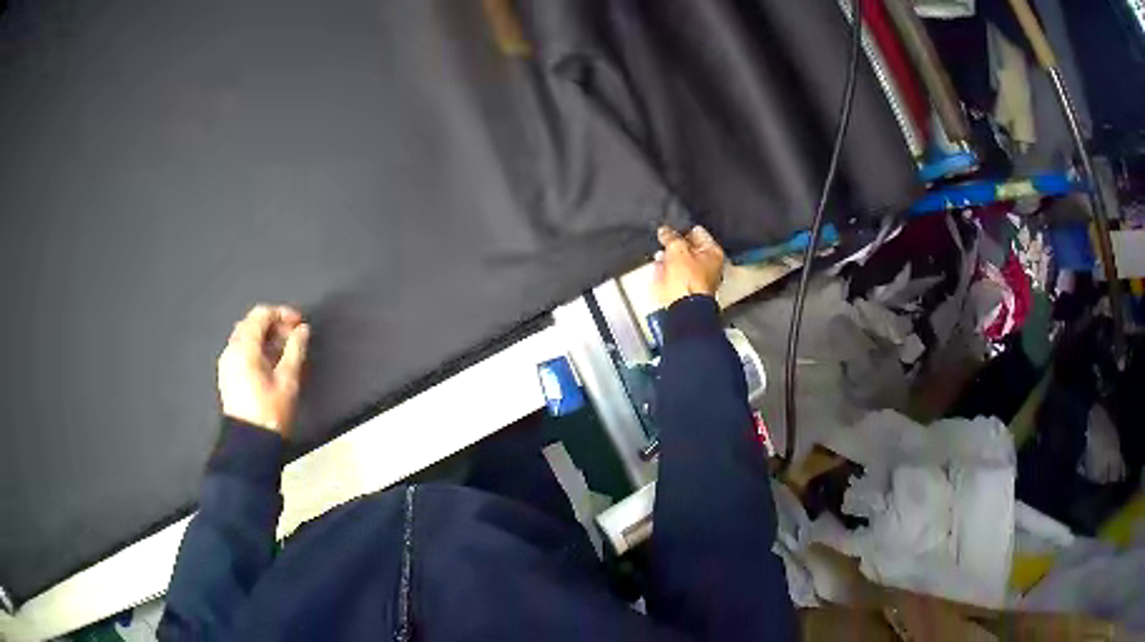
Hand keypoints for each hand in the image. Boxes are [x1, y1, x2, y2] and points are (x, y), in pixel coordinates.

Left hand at [218, 304, 309, 435]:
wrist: (251, 445)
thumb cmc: (270, 413)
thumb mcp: (288, 380)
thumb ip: (295, 349)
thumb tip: (302, 330)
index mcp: (244, 348)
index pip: (261, 314)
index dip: (282, 314)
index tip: (300, 323)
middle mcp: (231, 351)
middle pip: (251, 323)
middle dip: (273, 325)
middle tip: (294, 337)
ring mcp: (227, 364)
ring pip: (246, 337)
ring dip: (265, 337)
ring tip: (285, 351)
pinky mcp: (228, 376)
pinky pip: (241, 351)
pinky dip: (256, 349)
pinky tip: (271, 364)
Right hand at [653, 225, 724, 307]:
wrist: (682, 309)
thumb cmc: (687, 280)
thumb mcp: (677, 249)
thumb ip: (670, 236)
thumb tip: (664, 231)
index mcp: (713, 252)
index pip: (697, 232)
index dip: (682, 229)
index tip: (669, 229)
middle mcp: (710, 266)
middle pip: (690, 248)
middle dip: (675, 245)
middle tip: (663, 242)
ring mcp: (699, 280)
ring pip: (682, 263)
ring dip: (670, 259)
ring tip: (659, 257)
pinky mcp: (687, 291)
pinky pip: (677, 277)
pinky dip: (669, 273)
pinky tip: (660, 271)